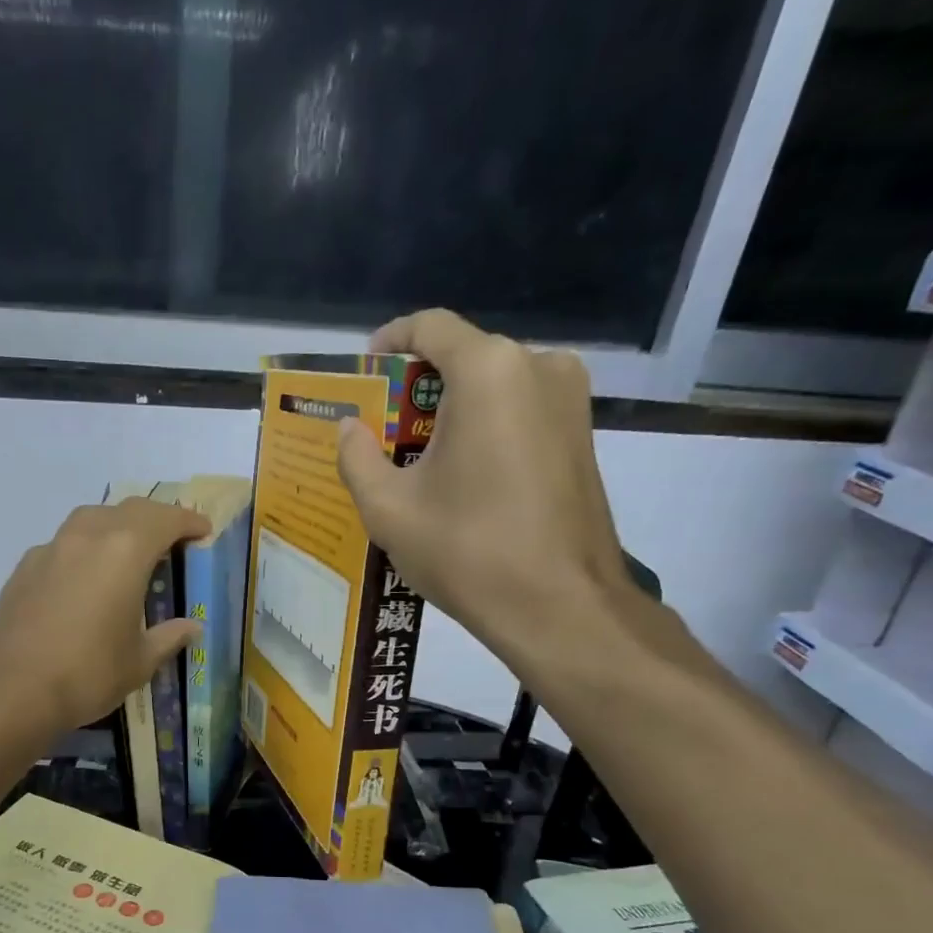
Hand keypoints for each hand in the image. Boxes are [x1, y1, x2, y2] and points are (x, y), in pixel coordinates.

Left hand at [0, 498, 210, 733]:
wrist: (13, 692)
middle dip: (155, 518)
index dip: (188, 521)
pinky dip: (83, 549)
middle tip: (172, 538)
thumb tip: (192, 627)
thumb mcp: (140, 661)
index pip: (164, 520)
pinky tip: (83, 578)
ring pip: (90, 519)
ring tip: (127, 550)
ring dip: (116, 525)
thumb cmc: (89, 674)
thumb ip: (169, 637)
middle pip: (128, 510)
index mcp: (125, 552)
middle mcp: (87, 538)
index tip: (203, 530)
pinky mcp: (23, 568)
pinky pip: (62, 544)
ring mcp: (50, 549)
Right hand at [335, 308, 633, 669]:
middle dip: (418, 389)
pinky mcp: (583, 435)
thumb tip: (349, 428)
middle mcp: (538, 366)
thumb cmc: (467, 550)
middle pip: (464, 357)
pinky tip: (463, 478)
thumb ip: (357, 457)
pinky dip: (486, 430)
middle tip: (383, 434)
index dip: (391, 341)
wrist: (560, 605)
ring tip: (419, 462)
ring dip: (452, 412)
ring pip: (494, 387)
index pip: (430, 326)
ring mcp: (571, 400)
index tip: (366, 372)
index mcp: (488, 371)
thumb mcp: (389, 508)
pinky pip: (522, 412)